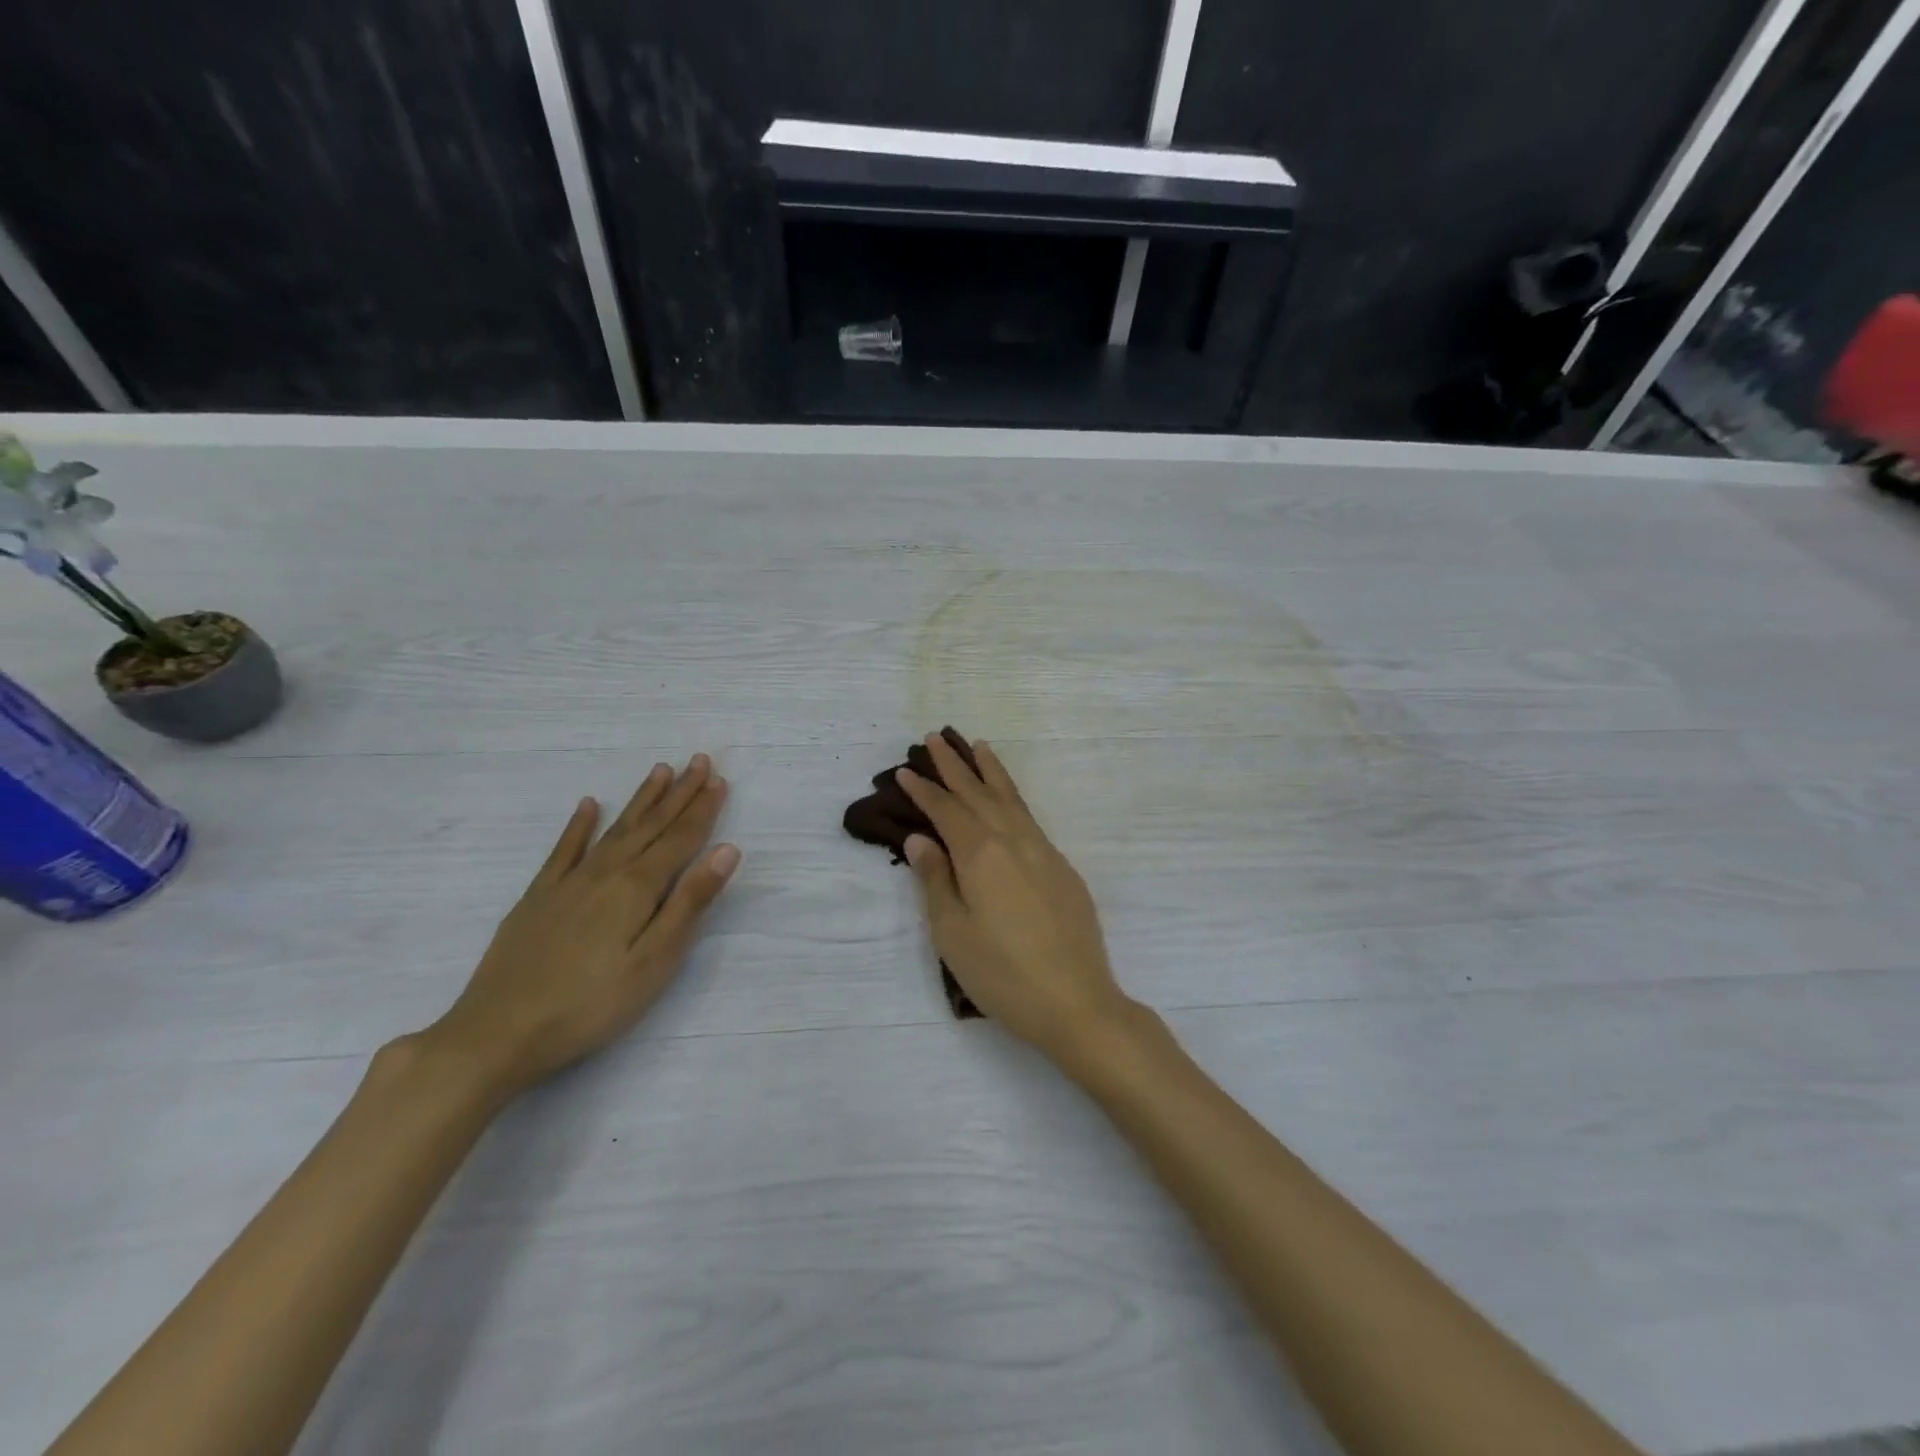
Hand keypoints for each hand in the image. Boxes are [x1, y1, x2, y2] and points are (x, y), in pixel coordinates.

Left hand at [422, 755, 738, 1096]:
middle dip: (679, 793)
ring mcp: (568, 882)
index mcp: (638, 888)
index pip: (680, 838)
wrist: (498, 1032)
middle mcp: (605, 872)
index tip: (719, 779)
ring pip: (614, 829)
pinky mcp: (538, 897)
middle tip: (698, 761)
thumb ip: (690, 903)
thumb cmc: (591, 1004)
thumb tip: (726, 850)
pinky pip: (564, 849)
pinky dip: (578, 825)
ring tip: (660, 771)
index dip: (702, 809)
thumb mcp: (655, 961)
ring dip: (641, 800)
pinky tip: (587, 805)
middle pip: (650, 825)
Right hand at [896, 734, 1136, 1065]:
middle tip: (935, 737)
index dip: (924, 790)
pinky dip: (1013, 796)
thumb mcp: (953, 933)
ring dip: (990, 770)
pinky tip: (1008, 797)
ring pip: (1010, 798)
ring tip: (976, 745)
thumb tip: (920, 839)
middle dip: (954, 765)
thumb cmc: (1002, 974)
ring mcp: (1042, 851)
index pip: (946, 811)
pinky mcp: (1061, 867)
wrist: (1076, 1002)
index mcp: (981, 855)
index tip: (905, 770)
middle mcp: (1013, 841)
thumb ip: (935, 880)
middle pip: (978, 793)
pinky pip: (1030, 816)